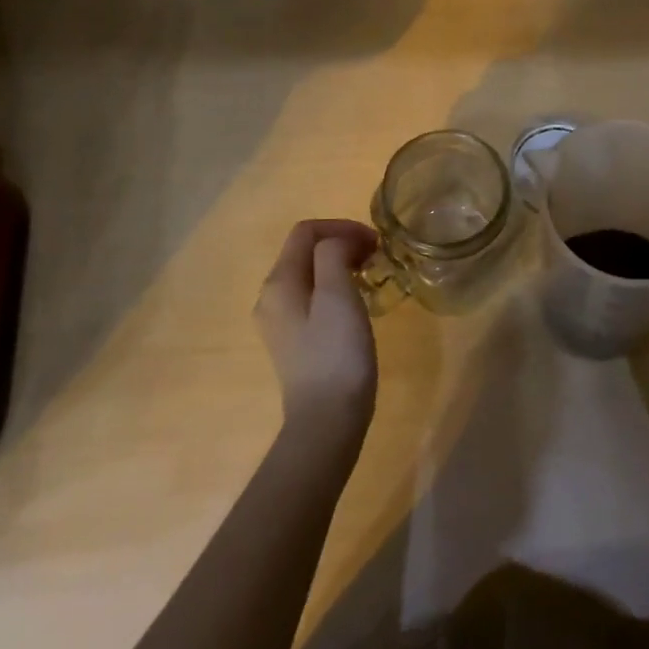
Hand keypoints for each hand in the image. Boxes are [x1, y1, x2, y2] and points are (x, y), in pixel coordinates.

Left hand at [255, 220, 379, 435]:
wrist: (327, 421)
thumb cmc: (336, 353)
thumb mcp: (337, 294)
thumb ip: (334, 254)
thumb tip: (340, 243)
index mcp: (279, 282)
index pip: (306, 231)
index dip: (342, 227)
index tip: (375, 243)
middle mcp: (271, 297)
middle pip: (305, 251)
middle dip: (342, 244)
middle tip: (377, 257)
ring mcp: (280, 322)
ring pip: (310, 274)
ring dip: (341, 265)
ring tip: (370, 277)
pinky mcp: (294, 341)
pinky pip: (312, 298)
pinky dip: (336, 288)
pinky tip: (357, 305)